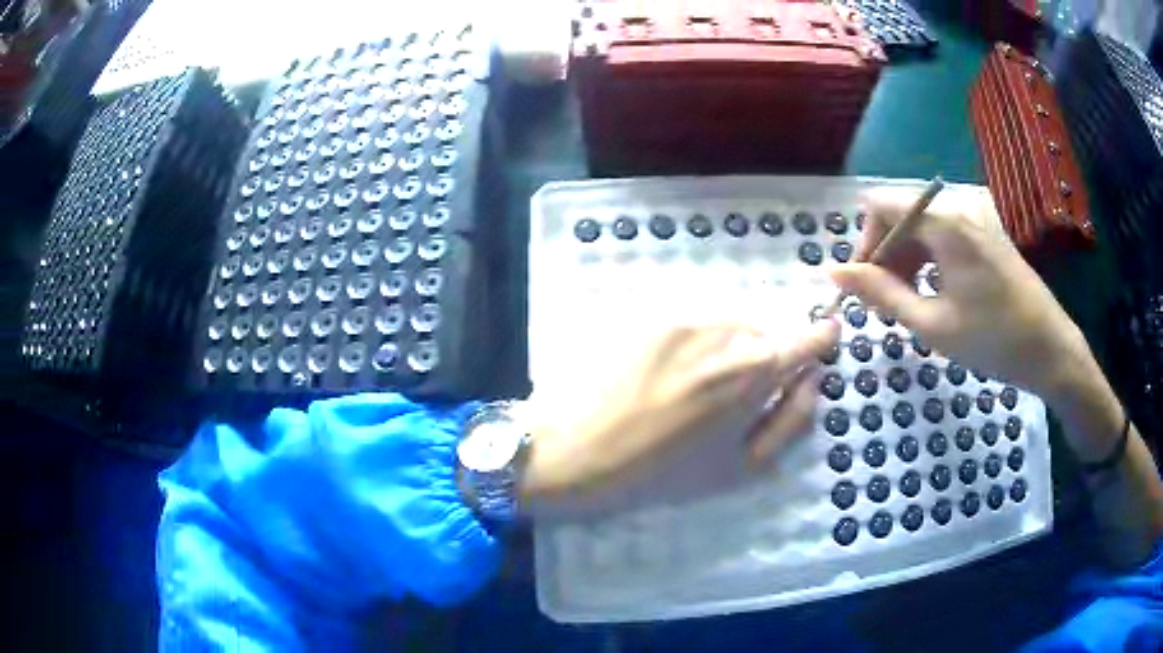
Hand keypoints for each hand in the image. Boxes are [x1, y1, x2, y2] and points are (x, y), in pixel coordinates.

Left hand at [521, 321, 838, 512]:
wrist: (573, 451)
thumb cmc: (659, 473)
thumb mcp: (740, 468)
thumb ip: (791, 421)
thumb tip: (812, 380)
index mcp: (753, 371)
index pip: (808, 336)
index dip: (820, 338)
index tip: (822, 339)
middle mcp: (723, 329)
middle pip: (765, 328)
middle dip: (762, 353)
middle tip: (731, 393)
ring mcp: (681, 313)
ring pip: (726, 319)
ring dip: (724, 344)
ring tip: (690, 383)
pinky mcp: (645, 308)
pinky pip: (688, 317)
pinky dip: (690, 338)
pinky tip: (662, 370)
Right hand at [830, 186, 1093, 398]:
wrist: (1050, 350)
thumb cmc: (993, 341)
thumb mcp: (932, 323)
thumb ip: (881, 293)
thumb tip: (833, 273)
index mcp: (945, 222)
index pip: (880, 206)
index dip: (863, 243)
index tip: (863, 287)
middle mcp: (958, 207)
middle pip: (900, 215)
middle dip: (884, 256)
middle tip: (883, 305)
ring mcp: (974, 218)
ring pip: (920, 226)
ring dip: (904, 261)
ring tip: (906, 304)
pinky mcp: (985, 233)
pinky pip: (942, 234)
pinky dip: (927, 260)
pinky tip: (931, 293)